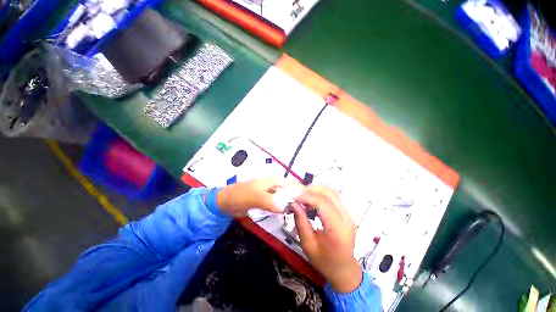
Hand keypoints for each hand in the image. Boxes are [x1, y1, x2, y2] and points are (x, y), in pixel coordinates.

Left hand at [217, 178, 303, 216]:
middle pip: (292, 191)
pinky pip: (280, 203)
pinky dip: (285, 207)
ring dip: (293, 204)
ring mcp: (272, 192)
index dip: (302, 192)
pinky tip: (289, 214)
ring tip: (303, 214)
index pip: (293, 184)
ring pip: (287, 197)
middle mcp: (275, 184)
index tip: (311, 203)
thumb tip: (285, 207)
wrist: (226, 202)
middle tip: (309, 212)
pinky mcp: (268, 200)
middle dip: (300, 199)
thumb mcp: (255, 197)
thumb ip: (269, 201)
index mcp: (274, 180)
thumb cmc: (240, 196)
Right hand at [292, 185, 361, 292]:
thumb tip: (293, 203)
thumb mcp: (308, 244)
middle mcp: (346, 218)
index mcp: (338, 229)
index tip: (294, 196)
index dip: (308, 196)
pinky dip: (322, 194)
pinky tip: (313, 200)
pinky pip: (334, 197)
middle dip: (312, 189)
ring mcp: (349, 214)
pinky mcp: (347, 212)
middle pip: (330, 193)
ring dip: (317, 190)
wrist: (344, 269)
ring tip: (304, 197)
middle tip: (298, 194)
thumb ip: (301, 222)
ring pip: (333, 192)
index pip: (323, 204)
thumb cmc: (324, 261)